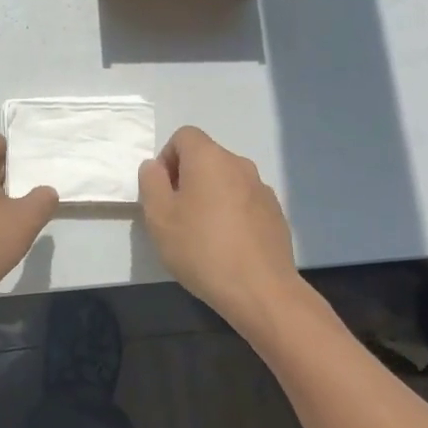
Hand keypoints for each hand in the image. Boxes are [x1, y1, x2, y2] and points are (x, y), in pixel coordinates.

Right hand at [139, 126, 301, 332]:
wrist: (261, 290)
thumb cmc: (201, 248)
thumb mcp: (158, 216)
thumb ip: (151, 182)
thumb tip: (155, 167)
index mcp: (209, 158)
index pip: (183, 136)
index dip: (167, 158)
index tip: (164, 192)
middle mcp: (239, 164)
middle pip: (206, 157)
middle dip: (188, 178)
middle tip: (178, 215)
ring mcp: (262, 188)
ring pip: (226, 180)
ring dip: (211, 196)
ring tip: (203, 234)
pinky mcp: (276, 213)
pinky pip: (245, 201)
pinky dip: (232, 213)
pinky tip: (228, 245)